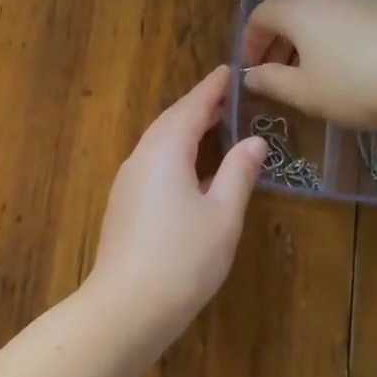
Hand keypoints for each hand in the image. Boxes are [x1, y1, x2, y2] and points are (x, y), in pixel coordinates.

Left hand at [86, 67, 266, 341]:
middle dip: (196, 106)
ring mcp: (127, 183)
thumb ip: (238, 173)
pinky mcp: (122, 205)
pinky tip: (188, 168)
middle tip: (224, 96)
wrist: (126, 306)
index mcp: (165, 151)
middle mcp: (140, 158)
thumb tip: (253, 141)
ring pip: (157, 143)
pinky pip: (151, 163)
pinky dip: (173, 153)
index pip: (190, 108)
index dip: (211, 89)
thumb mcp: (222, 215)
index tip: (227, 70)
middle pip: (170, 122)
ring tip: (211, 125)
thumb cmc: (183, 258)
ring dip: (183, 130)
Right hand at [240, 0, 376, 131]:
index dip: (249, 41)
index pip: (261, 15)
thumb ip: (272, 82)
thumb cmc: (358, 86)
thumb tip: (251, 75)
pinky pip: (345, 23)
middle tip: (275, 74)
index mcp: (299, 12)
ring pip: (319, 18)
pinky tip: (346, 72)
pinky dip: (332, 42)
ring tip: (310, 77)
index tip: (250, 69)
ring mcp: (361, 3)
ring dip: (304, 44)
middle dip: (276, 42)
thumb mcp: (305, 93)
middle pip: (290, 12)